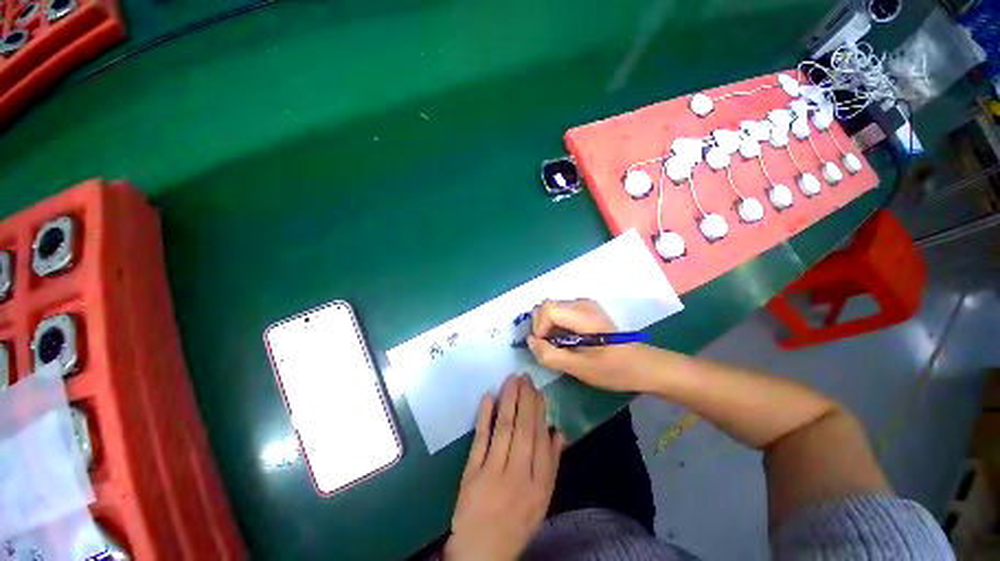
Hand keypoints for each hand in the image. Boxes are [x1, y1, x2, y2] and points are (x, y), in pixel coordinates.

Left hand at [444, 375, 563, 560]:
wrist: (482, 552)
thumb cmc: (517, 523)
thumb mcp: (543, 500)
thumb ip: (552, 465)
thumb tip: (559, 432)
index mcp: (539, 484)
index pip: (541, 438)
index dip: (540, 411)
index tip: (538, 390)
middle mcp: (518, 475)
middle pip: (524, 429)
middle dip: (525, 399)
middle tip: (525, 377)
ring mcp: (493, 473)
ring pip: (504, 428)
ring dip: (508, 401)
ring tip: (512, 380)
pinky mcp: (472, 473)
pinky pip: (480, 439)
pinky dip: (484, 416)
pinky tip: (488, 397)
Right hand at [527, 299, 651, 392]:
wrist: (641, 365)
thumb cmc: (614, 369)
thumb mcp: (580, 368)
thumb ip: (551, 355)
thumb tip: (530, 341)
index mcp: (584, 315)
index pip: (547, 309)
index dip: (540, 328)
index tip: (546, 347)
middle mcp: (582, 303)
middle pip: (546, 306)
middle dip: (541, 327)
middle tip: (550, 347)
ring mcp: (584, 304)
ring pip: (550, 308)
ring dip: (547, 326)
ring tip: (558, 345)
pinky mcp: (585, 309)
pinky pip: (559, 311)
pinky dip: (554, 325)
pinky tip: (565, 339)